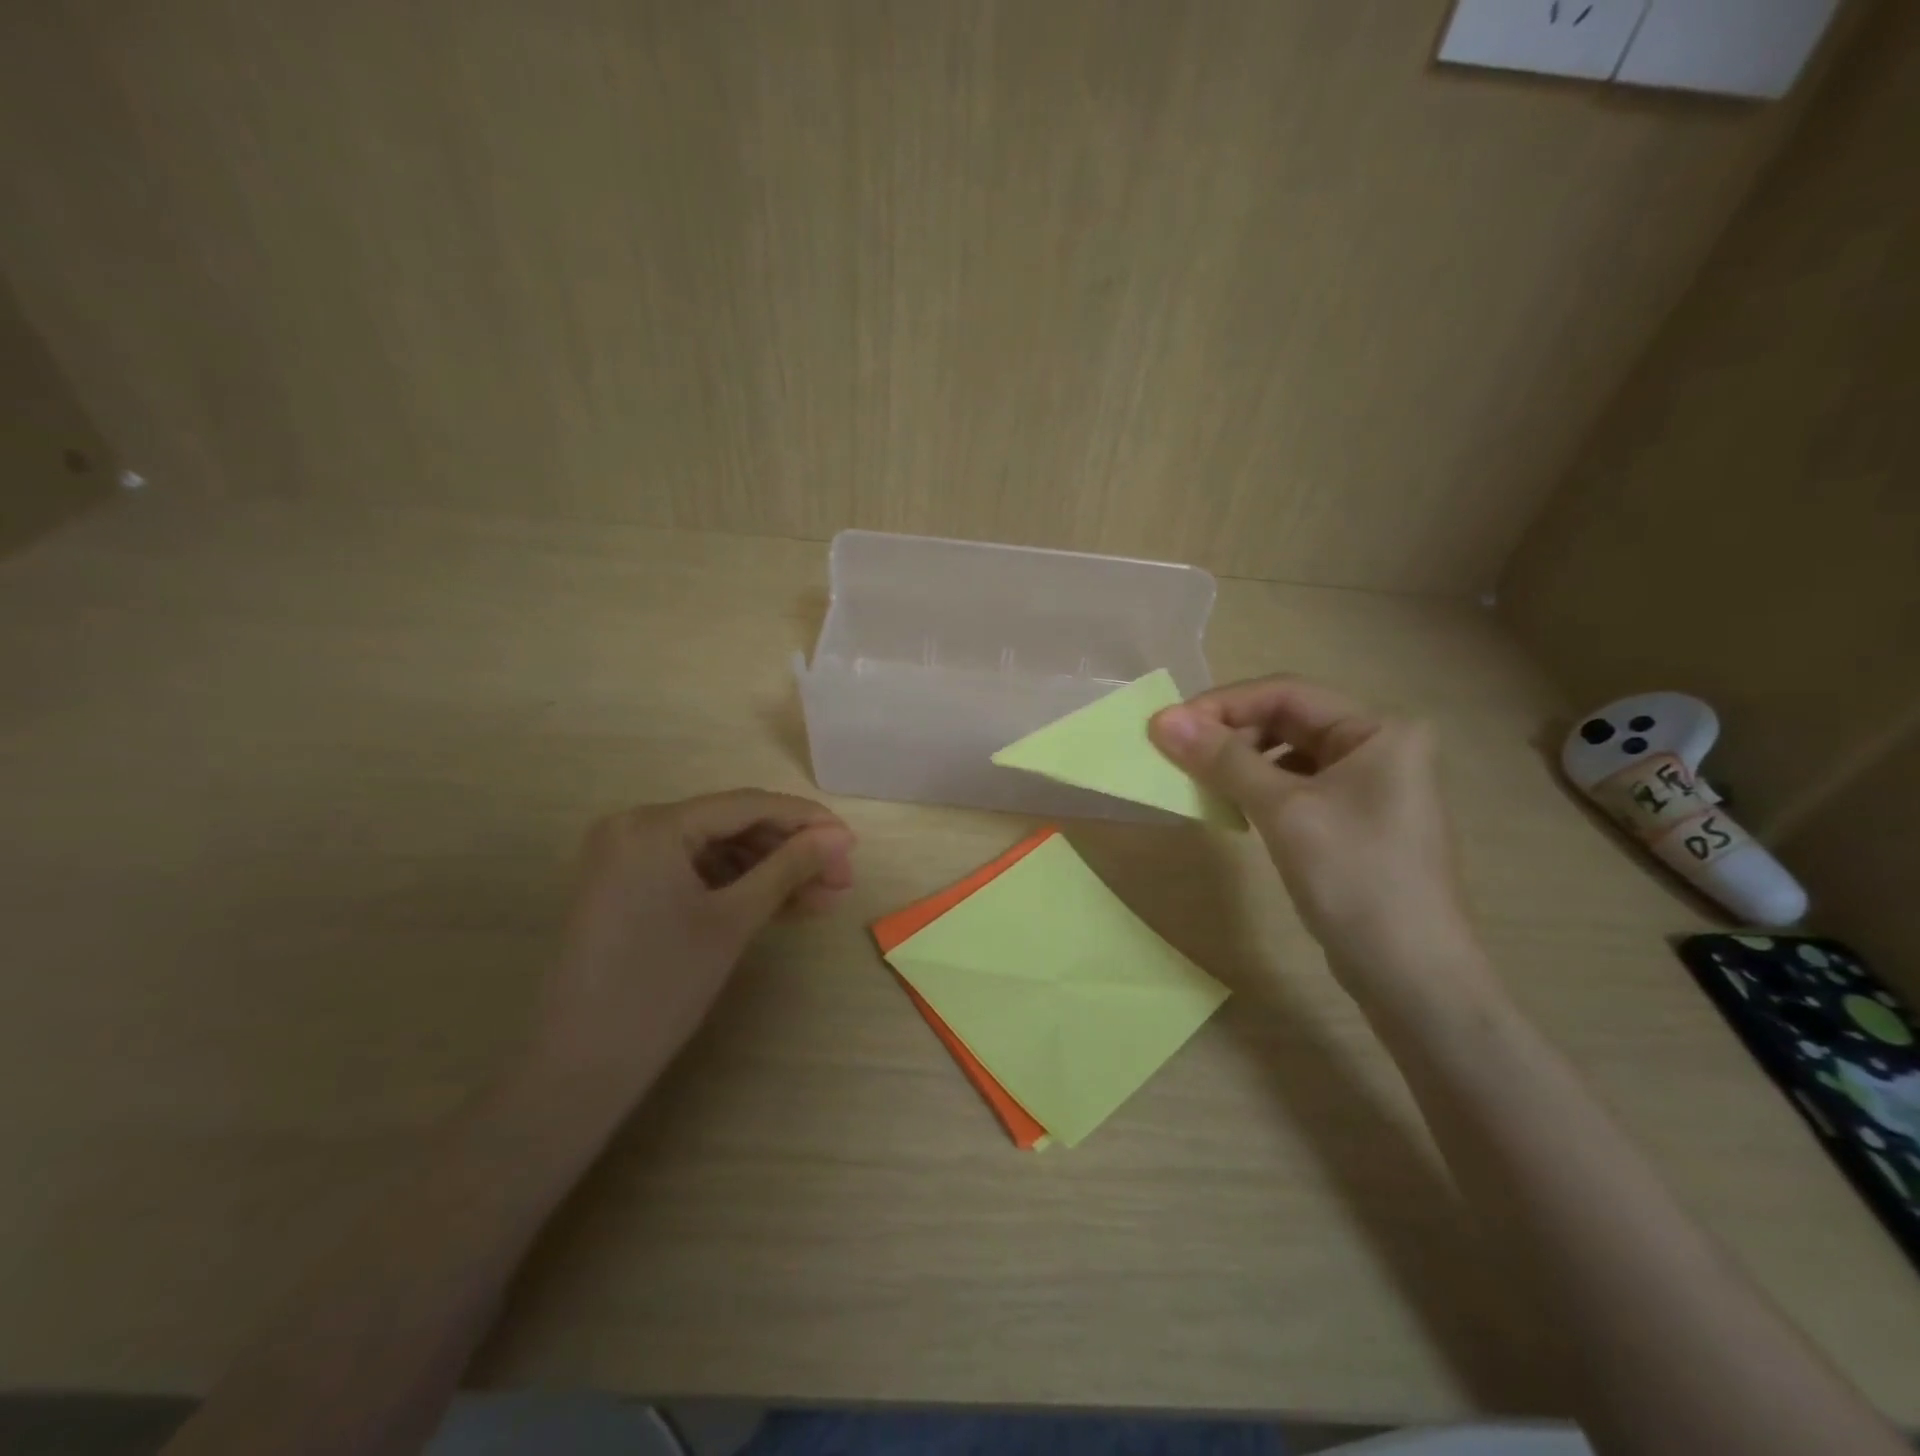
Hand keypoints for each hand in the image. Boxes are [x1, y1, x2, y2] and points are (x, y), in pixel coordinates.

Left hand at [531, 790, 854, 1099]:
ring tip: (822, 900)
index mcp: (654, 824)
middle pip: (733, 826)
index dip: (807, 821)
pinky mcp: (628, 888)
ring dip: (770, 873)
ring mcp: (628, 858)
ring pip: (718, 852)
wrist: (579, 1068)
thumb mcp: (734, 920)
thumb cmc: (661, 986)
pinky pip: (696, 874)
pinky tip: (783, 906)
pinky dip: (738, 888)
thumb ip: (790, 867)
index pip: (748, 805)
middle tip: (841, 881)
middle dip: (791, 852)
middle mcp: (635, 826)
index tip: (852, 844)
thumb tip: (840, 836)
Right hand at [1150, 676, 1477, 986]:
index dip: (1223, 704)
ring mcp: (1369, 784)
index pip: (1286, 693)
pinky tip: (1232, 806)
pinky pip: (1295, 785)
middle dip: (1230, 733)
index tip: (1168, 726)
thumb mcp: (1284, 811)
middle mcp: (1379, 746)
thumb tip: (1162, 720)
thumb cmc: (1355, 878)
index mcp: (1379, 729)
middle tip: (1178, 755)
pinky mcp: (1353, 819)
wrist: (1410, 975)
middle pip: (1288, 719)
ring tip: (1201, 780)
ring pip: (1288, 753)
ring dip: (1240, 761)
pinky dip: (1258, 788)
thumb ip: (1224, 760)